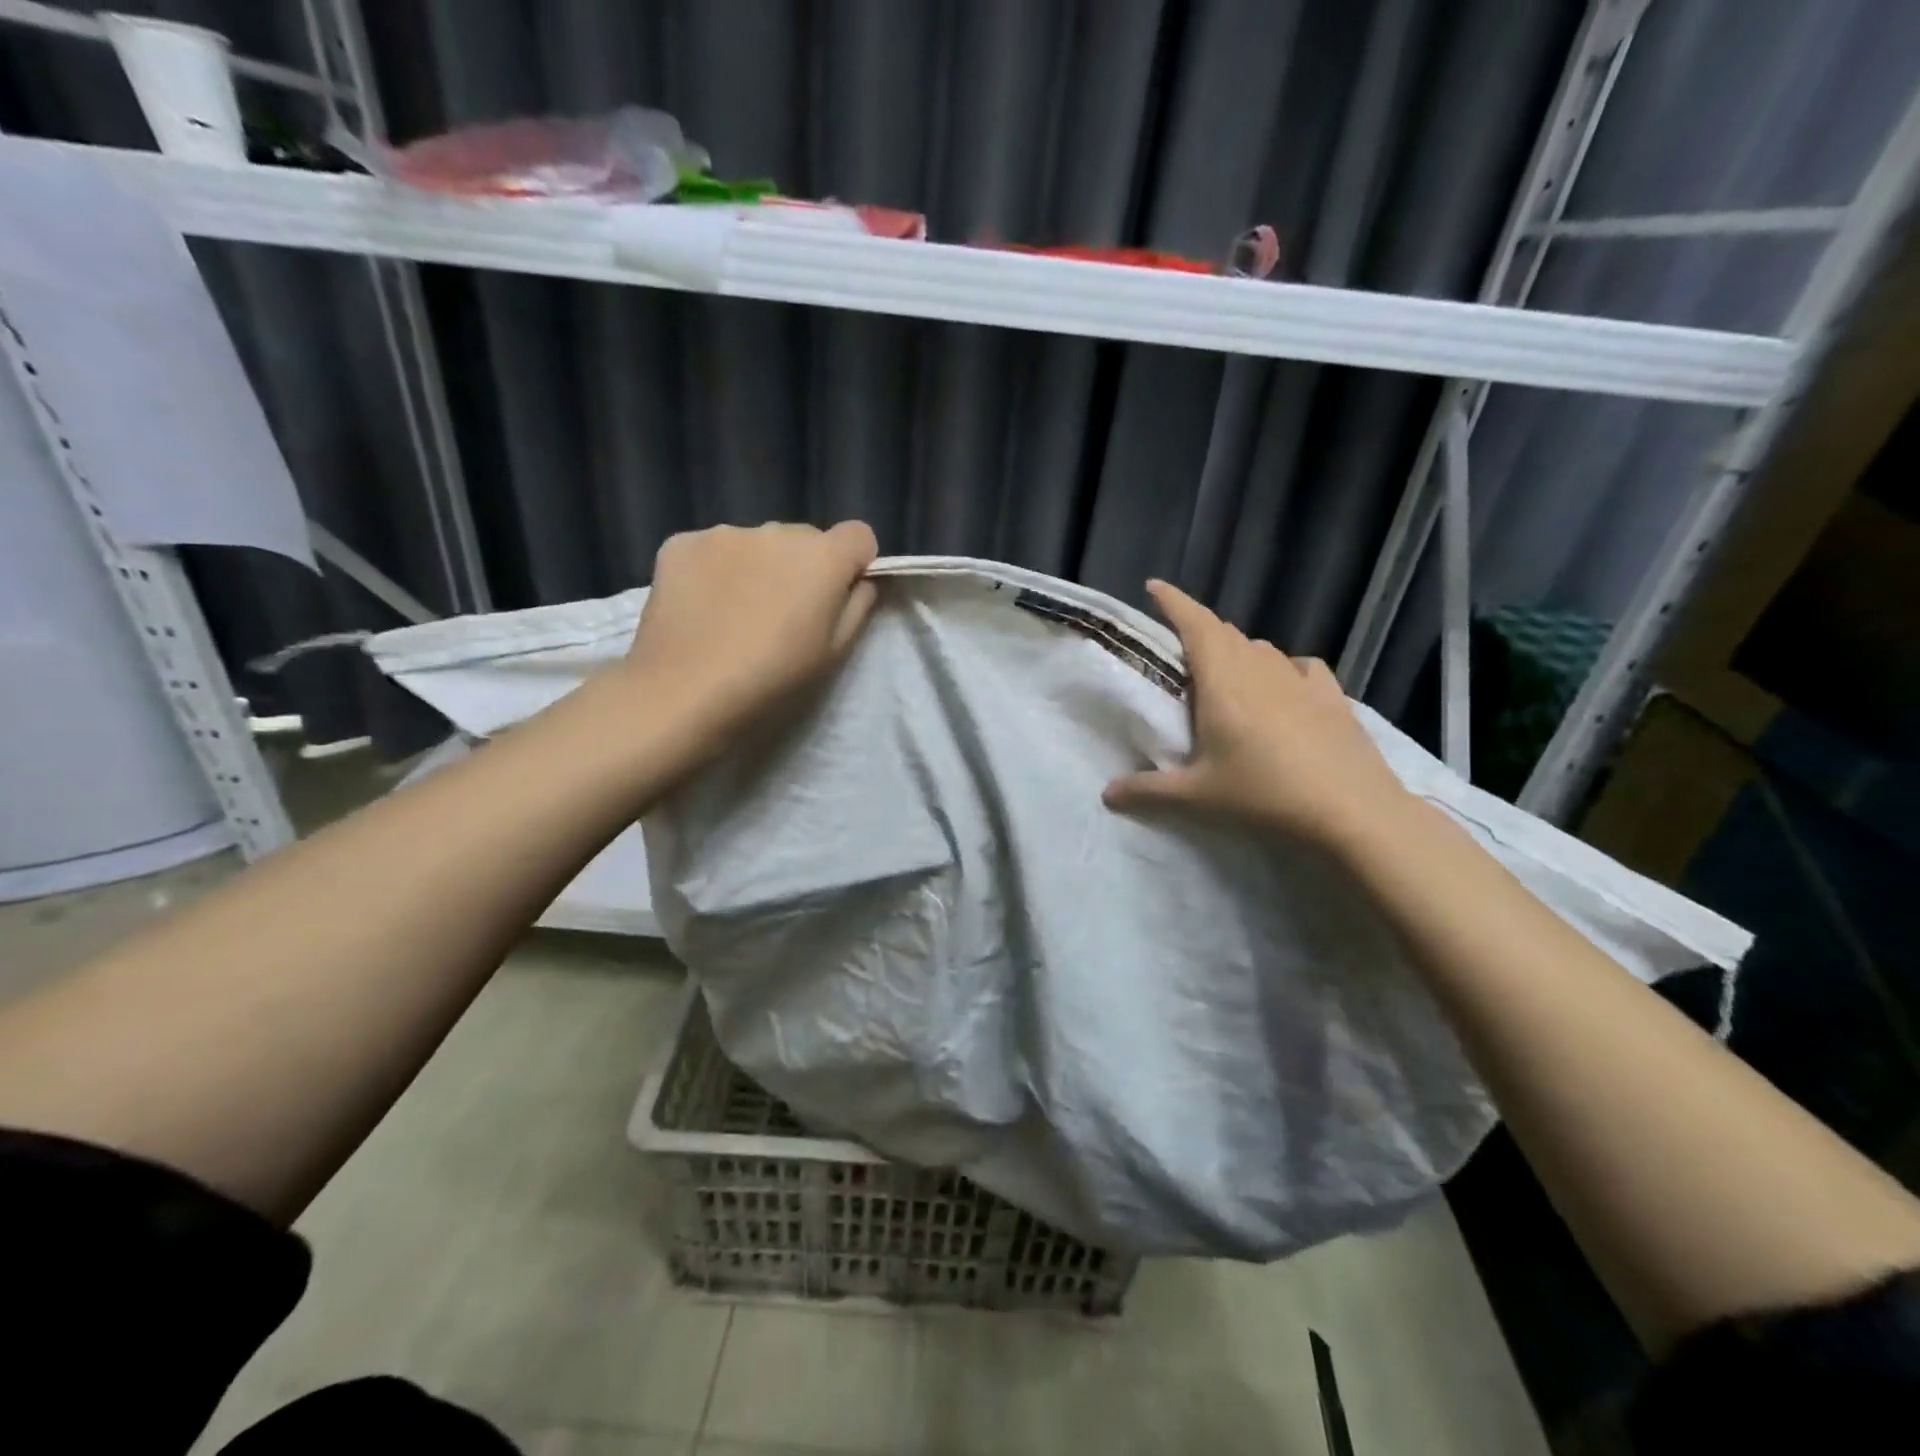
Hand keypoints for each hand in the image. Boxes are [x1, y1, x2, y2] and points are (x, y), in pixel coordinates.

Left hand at [620, 520, 879, 749]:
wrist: (682, 693)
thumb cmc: (771, 681)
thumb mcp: (833, 654)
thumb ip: (858, 607)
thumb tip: (862, 581)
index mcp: (822, 558)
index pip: (859, 535)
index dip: (854, 564)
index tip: (838, 596)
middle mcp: (776, 531)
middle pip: (805, 539)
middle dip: (803, 567)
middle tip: (783, 616)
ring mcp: (724, 533)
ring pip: (757, 544)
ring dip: (758, 567)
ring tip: (737, 615)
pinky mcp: (680, 543)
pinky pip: (713, 549)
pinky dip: (715, 571)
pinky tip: (702, 609)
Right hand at [1103, 580, 1410, 853]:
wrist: (1351, 810)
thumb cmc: (1264, 795)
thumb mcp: (1198, 797)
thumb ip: (1147, 791)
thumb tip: (1106, 794)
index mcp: (1223, 682)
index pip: (1195, 625)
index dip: (1173, 601)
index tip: (1154, 586)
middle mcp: (1260, 669)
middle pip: (1225, 632)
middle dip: (1199, 628)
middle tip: (1179, 645)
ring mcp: (1299, 679)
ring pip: (1260, 648)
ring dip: (1237, 649)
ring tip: (1225, 671)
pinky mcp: (1331, 695)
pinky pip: (1298, 666)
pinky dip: (1281, 667)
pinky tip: (1283, 685)